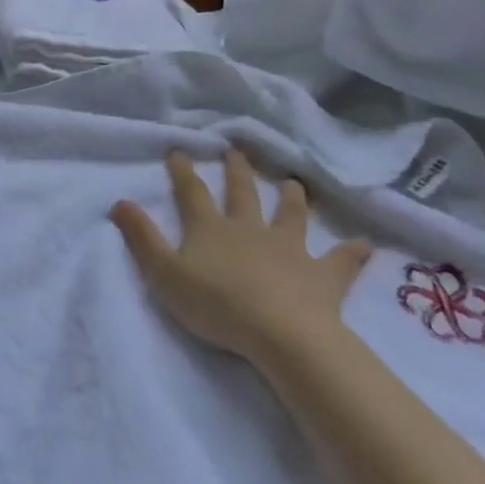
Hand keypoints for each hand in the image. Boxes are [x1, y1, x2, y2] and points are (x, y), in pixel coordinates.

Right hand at [112, 150, 372, 367]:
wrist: (280, 334)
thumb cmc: (216, 304)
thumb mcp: (164, 273)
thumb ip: (142, 238)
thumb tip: (119, 201)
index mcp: (211, 228)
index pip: (192, 192)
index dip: (183, 171)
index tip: (179, 150)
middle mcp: (250, 229)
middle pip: (243, 194)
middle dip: (237, 172)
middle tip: (236, 151)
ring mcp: (289, 249)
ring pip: (290, 216)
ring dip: (291, 199)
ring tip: (294, 182)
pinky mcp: (322, 276)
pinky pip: (340, 262)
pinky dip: (352, 253)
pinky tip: (365, 244)